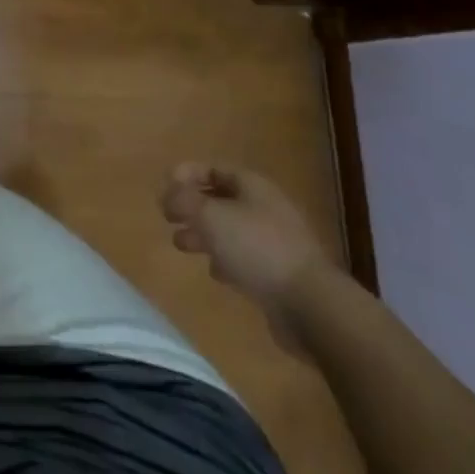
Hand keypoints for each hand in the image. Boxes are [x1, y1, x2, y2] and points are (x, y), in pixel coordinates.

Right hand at [160, 164, 328, 316]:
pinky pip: (245, 258)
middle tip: (168, 218)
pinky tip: (215, 272)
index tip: (165, 187)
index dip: (187, 174)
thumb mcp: (210, 216)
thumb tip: (167, 196)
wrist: (309, 304)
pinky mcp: (279, 274)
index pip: (214, 169)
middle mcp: (264, 207)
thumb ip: (183, 201)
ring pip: (230, 230)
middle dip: (192, 207)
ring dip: (204, 234)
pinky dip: (225, 260)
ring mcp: (274, 242)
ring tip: (181, 245)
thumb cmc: (256, 248)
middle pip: (221, 199)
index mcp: (252, 186)